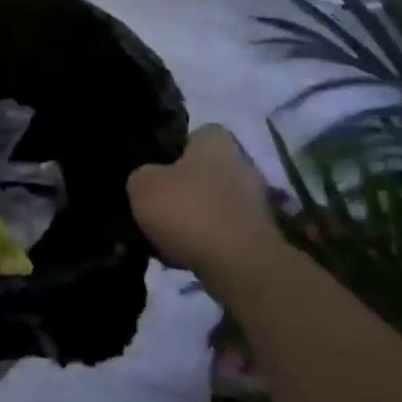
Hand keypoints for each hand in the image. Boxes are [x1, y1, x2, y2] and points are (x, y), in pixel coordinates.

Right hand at [128, 126, 285, 282]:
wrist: (241, 266)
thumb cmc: (190, 211)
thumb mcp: (143, 185)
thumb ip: (141, 175)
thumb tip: (148, 180)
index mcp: (216, 141)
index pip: (193, 135)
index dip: (171, 151)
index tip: (153, 171)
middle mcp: (242, 163)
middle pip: (204, 171)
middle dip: (183, 187)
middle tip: (156, 205)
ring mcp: (256, 201)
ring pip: (213, 202)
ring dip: (194, 216)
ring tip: (166, 236)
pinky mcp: (260, 235)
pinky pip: (224, 231)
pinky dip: (207, 240)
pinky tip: (186, 254)